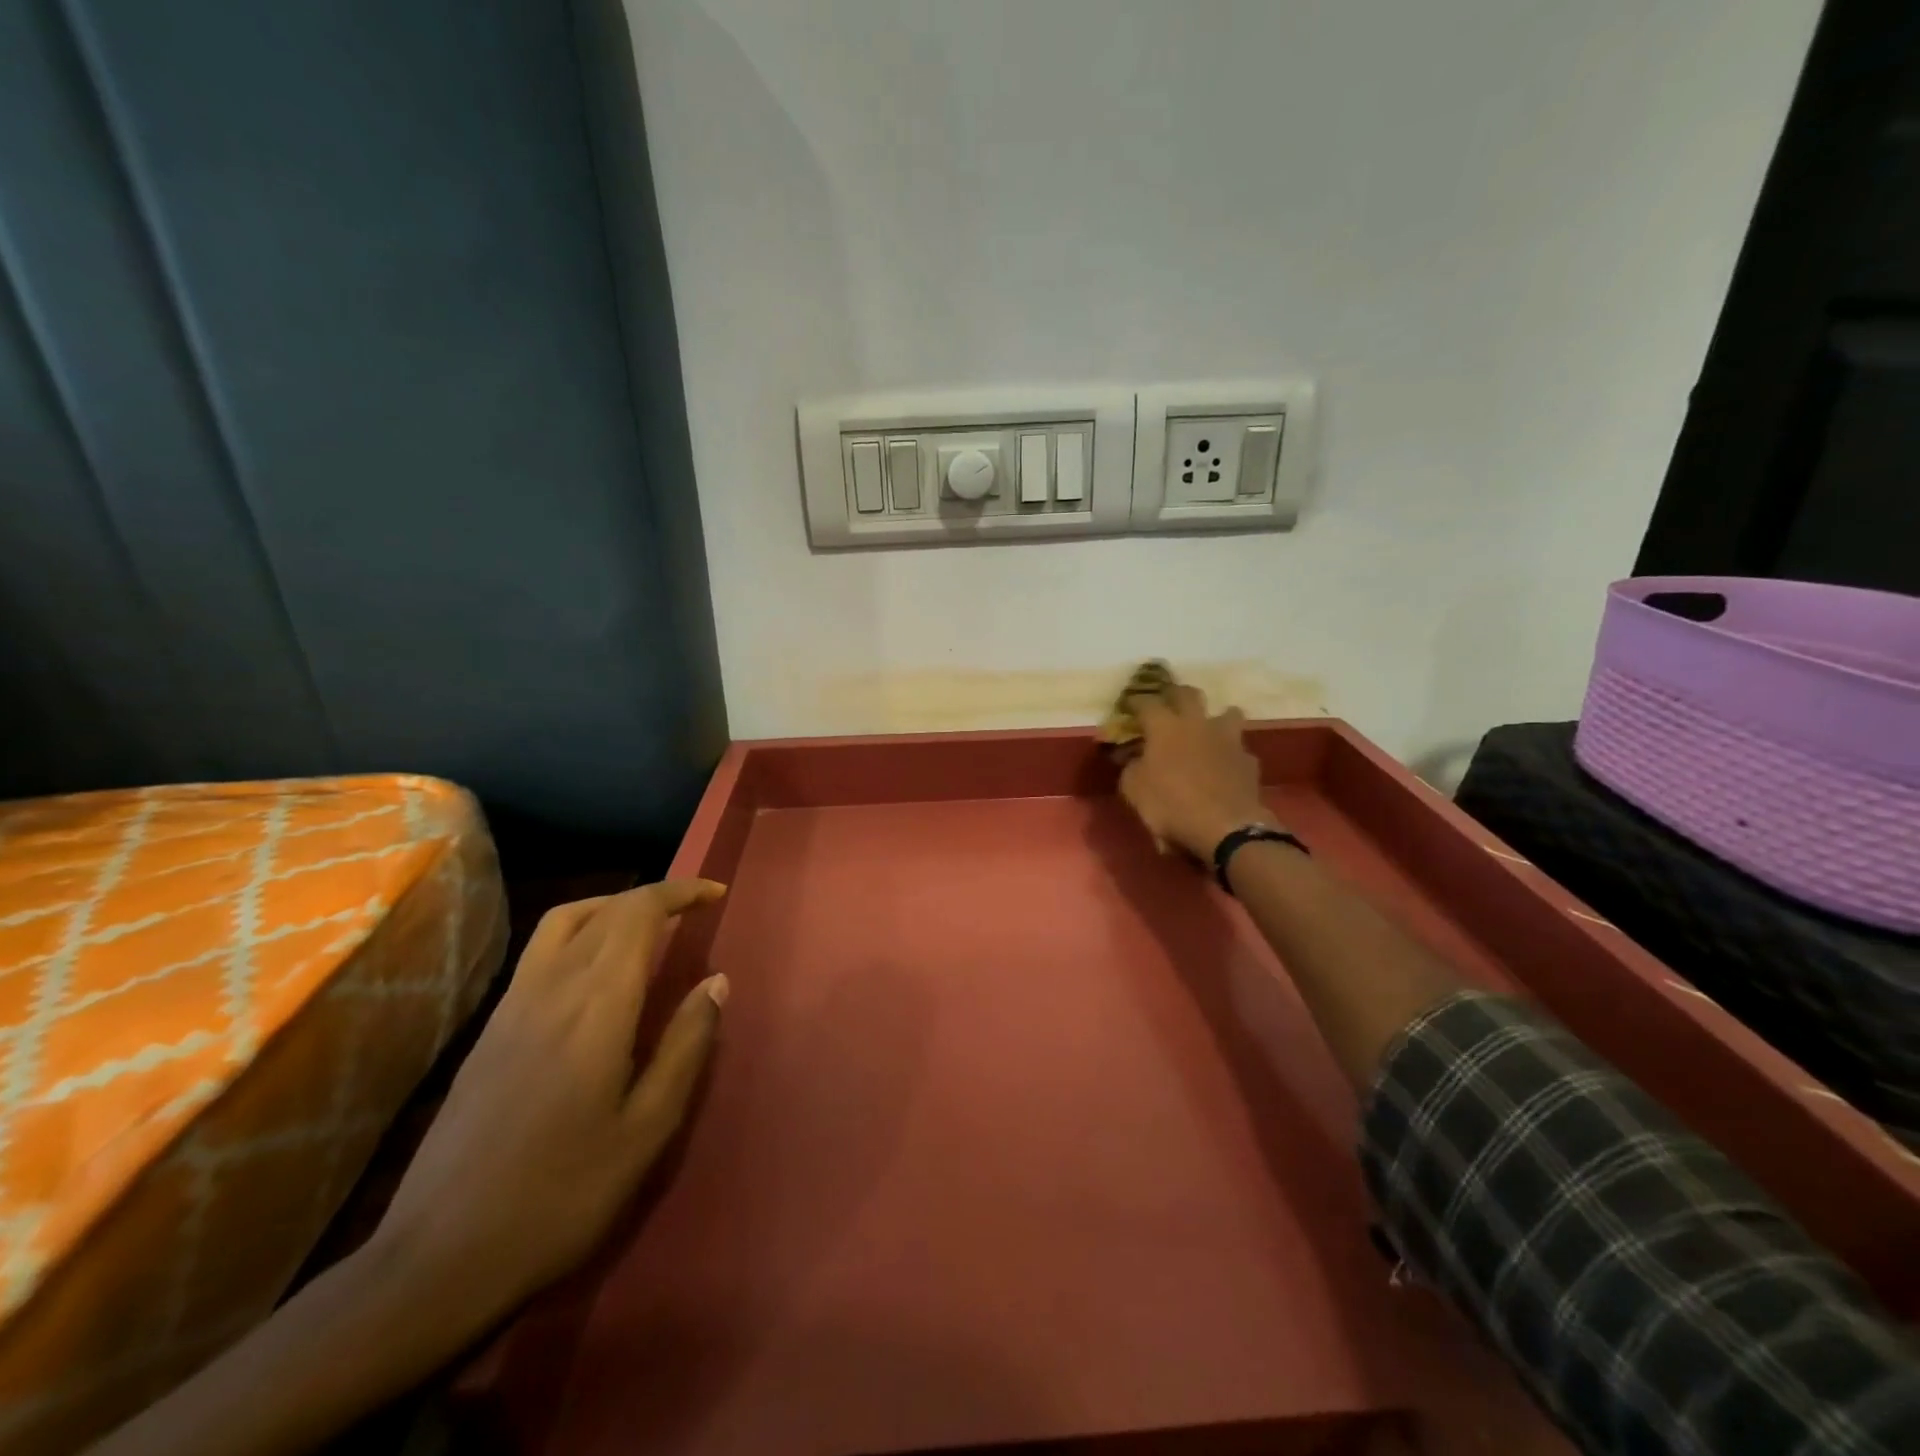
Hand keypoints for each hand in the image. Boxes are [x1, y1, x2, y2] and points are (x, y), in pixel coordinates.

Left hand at [367, 880, 729, 1337]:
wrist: (437, 1261)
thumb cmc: (562, 1195)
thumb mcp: (647, 1127)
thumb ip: (686, 1045)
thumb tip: (717, 981)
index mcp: (596, 1004)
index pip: (638, 913)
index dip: (680, 893)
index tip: (716, 894)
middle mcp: (551, 988)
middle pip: (604, 910)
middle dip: (654, 897)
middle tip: (695, 907)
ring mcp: (512, 1007)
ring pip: (563, 922)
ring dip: (612, 907)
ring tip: (648, 926)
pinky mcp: (489, 1031)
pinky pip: (540, 952)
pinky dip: (580, 933)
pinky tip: (596, 972)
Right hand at [1118, 686, 1274, 859]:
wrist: (1225, 828)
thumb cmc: (1171, 806)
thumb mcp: (1134, 790)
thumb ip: (1130, 767)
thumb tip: (1132, 757)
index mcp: (1164, 727)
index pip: (1146, 702)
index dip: (1136, 702)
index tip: (1130, 707)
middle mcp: (1197, 723)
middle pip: (1188, 694)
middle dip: (1175, 695)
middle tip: (1168, 703)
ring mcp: (1228, 739)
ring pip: (1227, 713)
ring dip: (1216, 718)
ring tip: (1208, 730)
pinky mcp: (1249, 761)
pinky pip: (1239, 749)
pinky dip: (1230, 754)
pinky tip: (1226, 767)